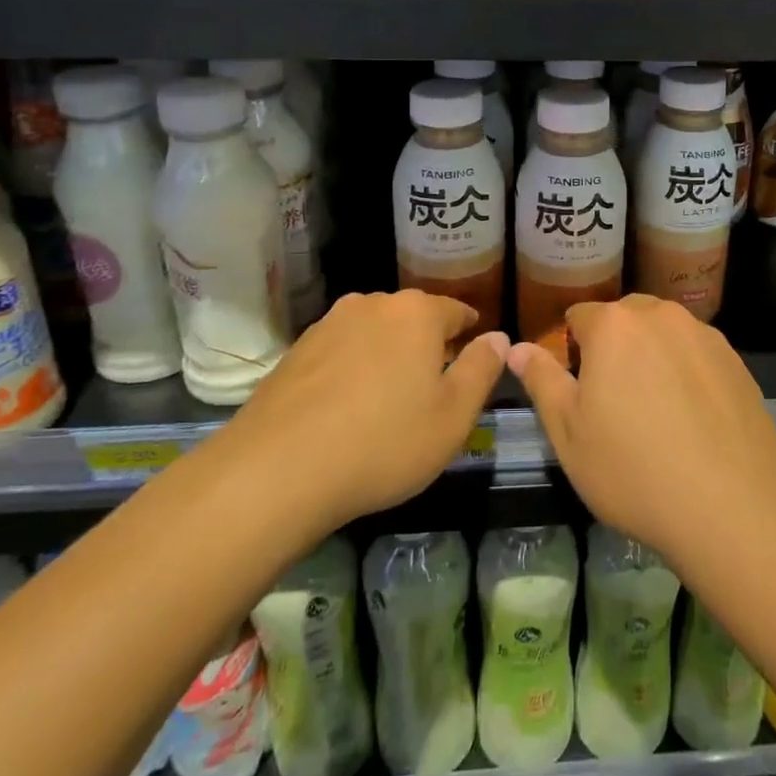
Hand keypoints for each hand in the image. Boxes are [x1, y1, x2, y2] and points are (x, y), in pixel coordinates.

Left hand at [228, 290, 507, 533]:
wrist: (277, 471)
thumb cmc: (384, 442)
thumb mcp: (453, 416)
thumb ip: (482, 370)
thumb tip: (498, 338)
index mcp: (417, 312)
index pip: (457, 312)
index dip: (470, 334)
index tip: (474, 356)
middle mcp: (372, 303)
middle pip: (413, 319)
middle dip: (427, 345)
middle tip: (434, 386)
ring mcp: (328, 324)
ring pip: (374, 333)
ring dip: (387, 356)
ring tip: (389, 399)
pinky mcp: (295, 351)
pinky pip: (340, 352)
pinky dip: (352, 371)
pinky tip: (347, 408)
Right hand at [508, 294, 775, 566]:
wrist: (734, 507)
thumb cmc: (634, 470)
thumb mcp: (568, 433)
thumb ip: (542, 381)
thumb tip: (517, 348)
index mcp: (614, 325)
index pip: (579, 316)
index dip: (572, 349)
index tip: (578, 389)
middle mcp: (661, 316)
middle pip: (625, 318)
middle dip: (613, 347)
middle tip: (614, 402)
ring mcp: (704, 335)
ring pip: (664, 333)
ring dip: (652, 356)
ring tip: (656, 412)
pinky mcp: (737, 361)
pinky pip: (697, 354)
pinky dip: (687, 372)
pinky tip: (693, 420)